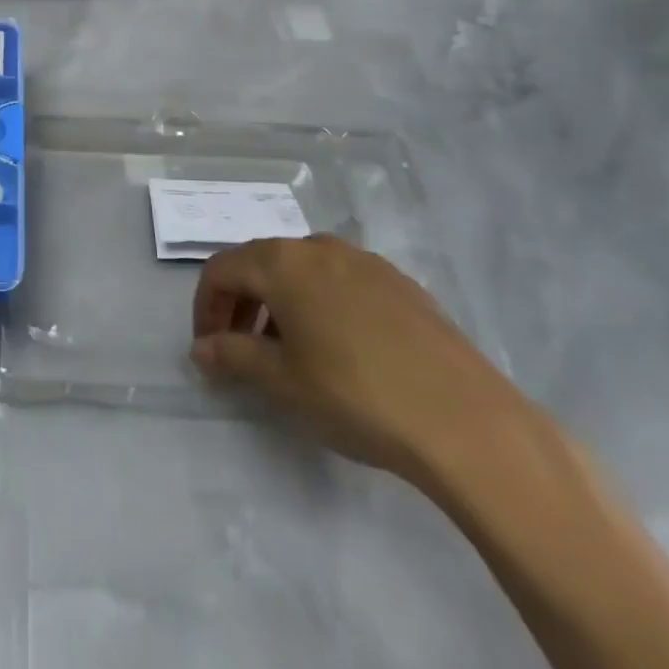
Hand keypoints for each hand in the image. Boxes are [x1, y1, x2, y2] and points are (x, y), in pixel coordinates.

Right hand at [191, 235, 529, 482]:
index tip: (208, 349)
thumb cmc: (354, 395)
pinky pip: (342, 282)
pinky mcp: (402, 284)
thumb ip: (232, 356)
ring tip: (286, 352)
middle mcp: (320, 248)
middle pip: (261, 264)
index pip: (222, 270)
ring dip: (280, 303)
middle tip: (238, 350)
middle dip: (240, 304)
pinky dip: (320, 304)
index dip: (205, 307)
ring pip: (303, 271)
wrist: (465, 421)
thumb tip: (202, 349)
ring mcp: (367, 262)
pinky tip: (338, 349)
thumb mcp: (281, 381)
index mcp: (283, 262)